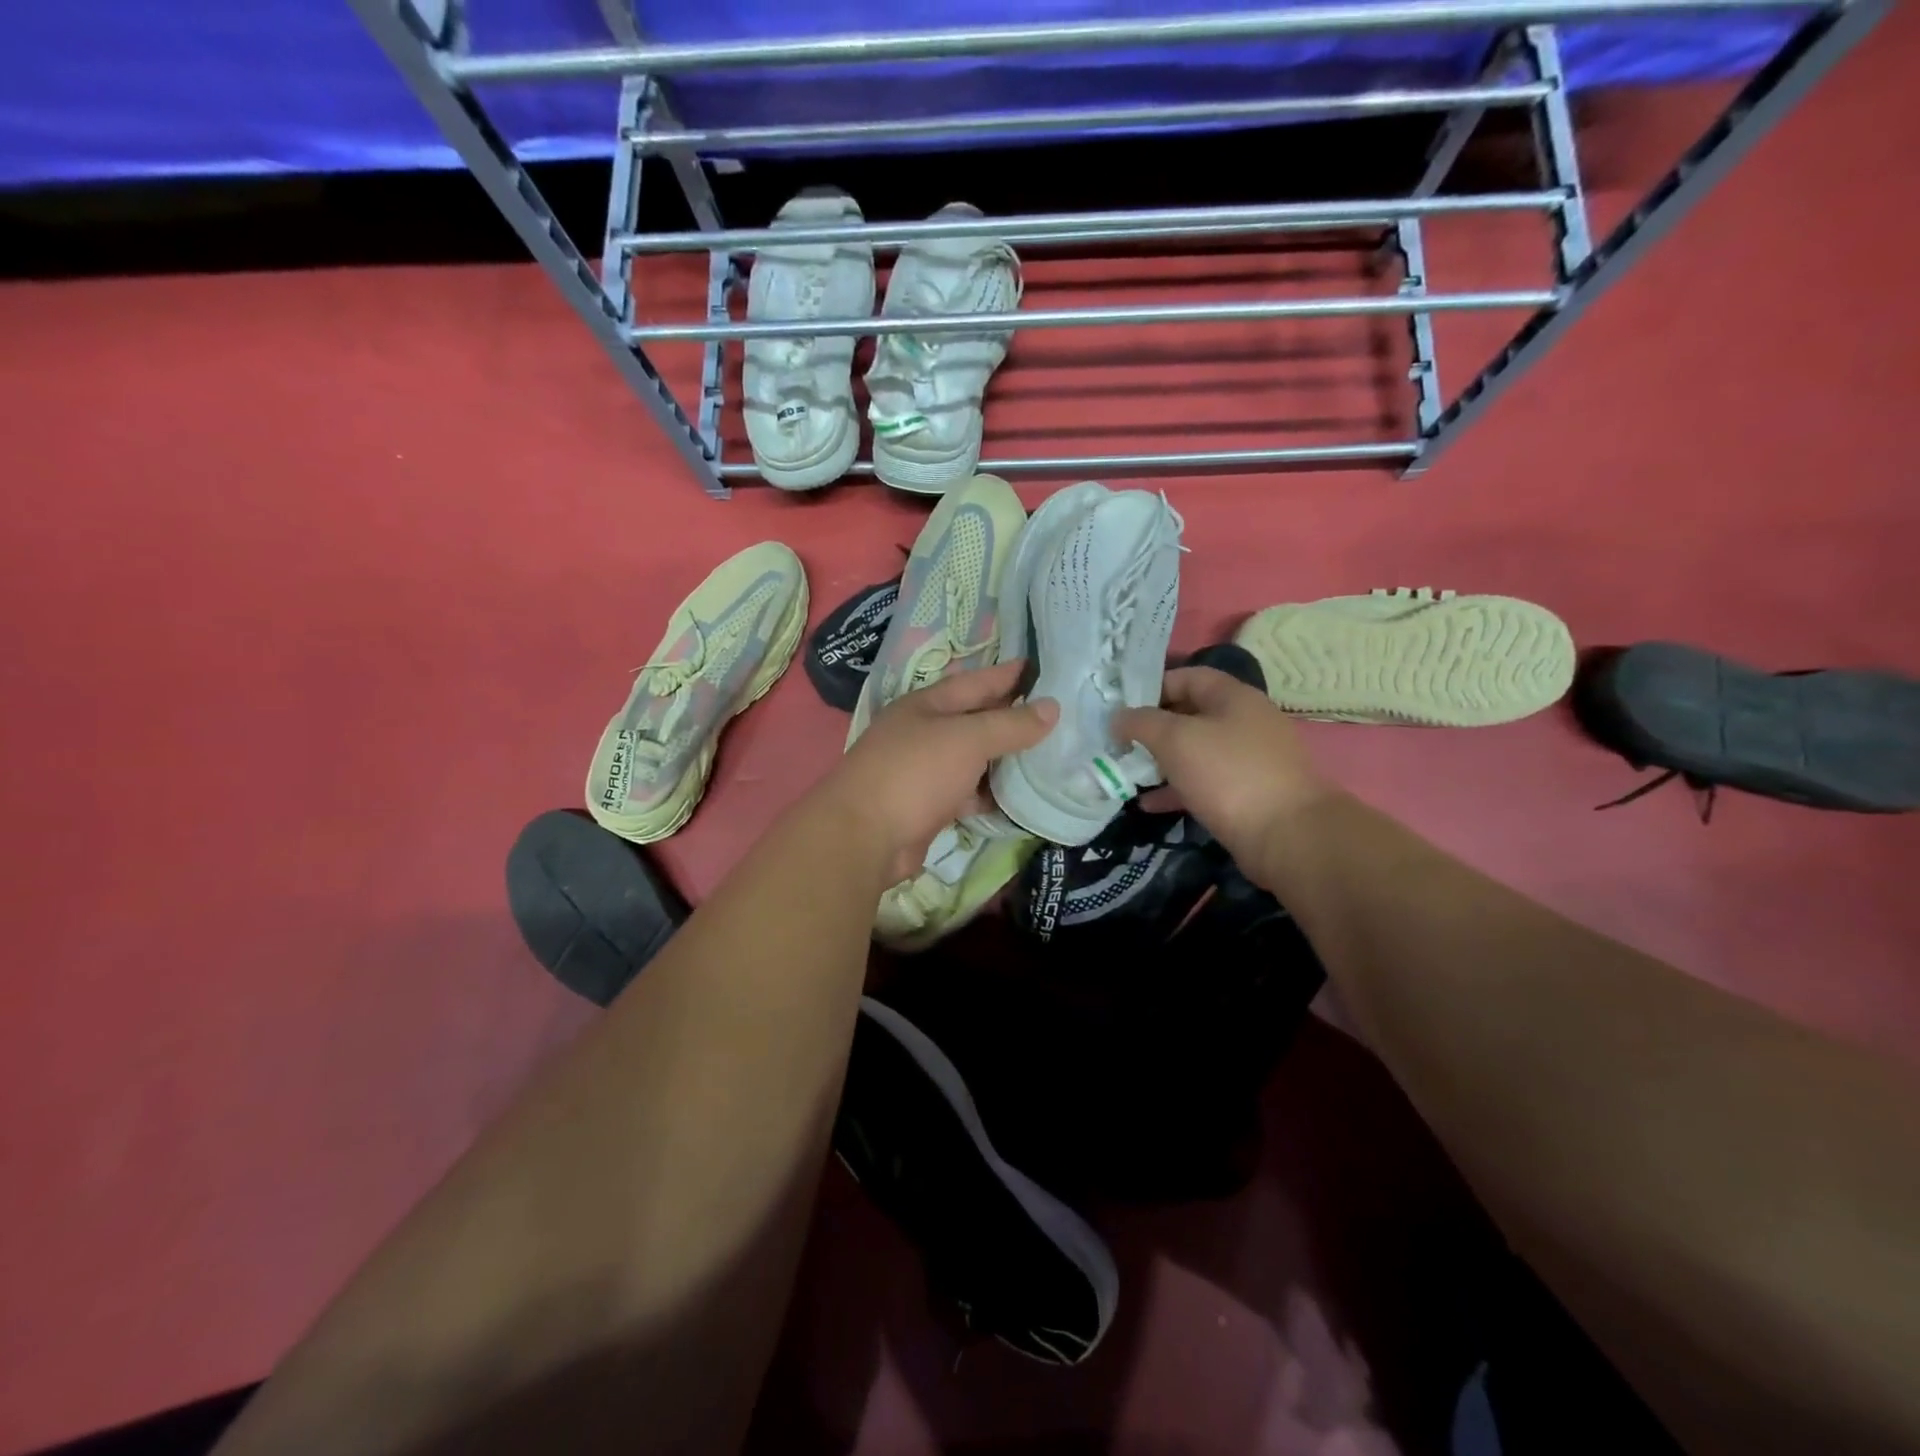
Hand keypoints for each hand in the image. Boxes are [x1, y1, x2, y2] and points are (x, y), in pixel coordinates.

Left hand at [820, 660, 1057, 885]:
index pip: (976, 682)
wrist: (864, 836)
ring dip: (1005, 759)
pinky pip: (968, 792)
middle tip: (1058, 714)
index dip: (1008, 674)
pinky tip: (1020, 797)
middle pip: (975, 720)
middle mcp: (923, 733)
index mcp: (926, 705)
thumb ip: (1010, 725)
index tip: (1044, 667)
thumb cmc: (914, 773)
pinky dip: (991, 793)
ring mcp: (924, 771)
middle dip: (1012, 717)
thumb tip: (1052, 707)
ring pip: (973, 759)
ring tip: (1050, 755)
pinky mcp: (928, 806)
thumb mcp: (967, 739)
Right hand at [1115, 667, 1336, 880]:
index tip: (1121, 706)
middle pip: (1190, 714)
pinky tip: (1147, 804)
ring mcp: (1247, 760)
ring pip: (1195, 751)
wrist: (1287, 835)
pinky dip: (1175, 789)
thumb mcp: (1175, 739)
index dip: (1152, 686)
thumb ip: (1141, 723)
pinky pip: (1203, 783)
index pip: (1188, 676)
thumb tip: (1118, 717)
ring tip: (1126, 772)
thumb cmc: (1228, 773)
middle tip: (1118, 741)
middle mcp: (1244, 722)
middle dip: (1152, 727)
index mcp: (1233, 697)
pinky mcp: (1246, 794)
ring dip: (1160, 761)